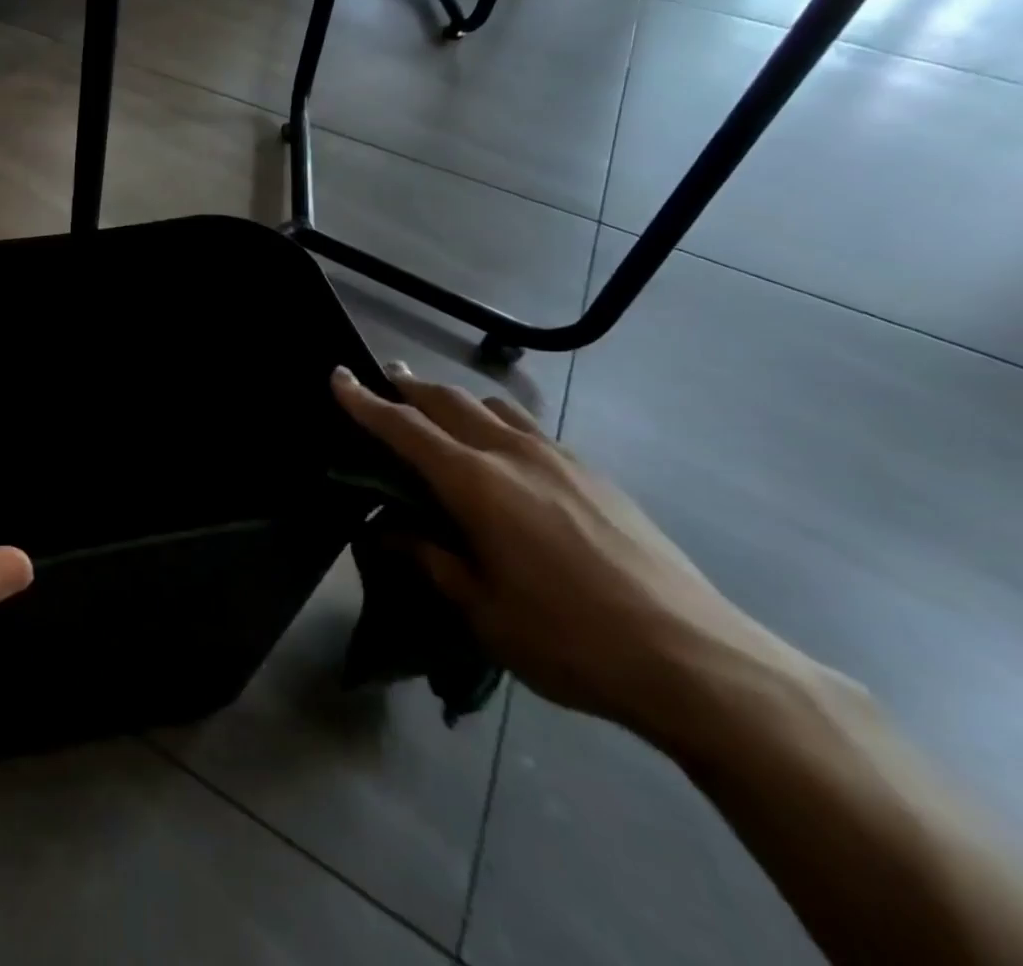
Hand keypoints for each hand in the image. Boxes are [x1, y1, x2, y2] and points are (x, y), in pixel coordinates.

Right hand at [332, 362, 798, 739]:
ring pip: (493, 406)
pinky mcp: (594, 473)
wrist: (697, 659)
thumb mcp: (483, 611)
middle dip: (409, 386)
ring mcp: (559, 458)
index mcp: (476, 484)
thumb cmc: (571, 640)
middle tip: (382, 378)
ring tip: (437, 407)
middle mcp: (512, 454)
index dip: (365, 401)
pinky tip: (501, 449)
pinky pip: (529, 427)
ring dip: (455, 399)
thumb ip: (431, 560)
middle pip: (448, 401)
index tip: (337, 376)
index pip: (404, 427)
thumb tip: (389, 530)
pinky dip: (497, 421)